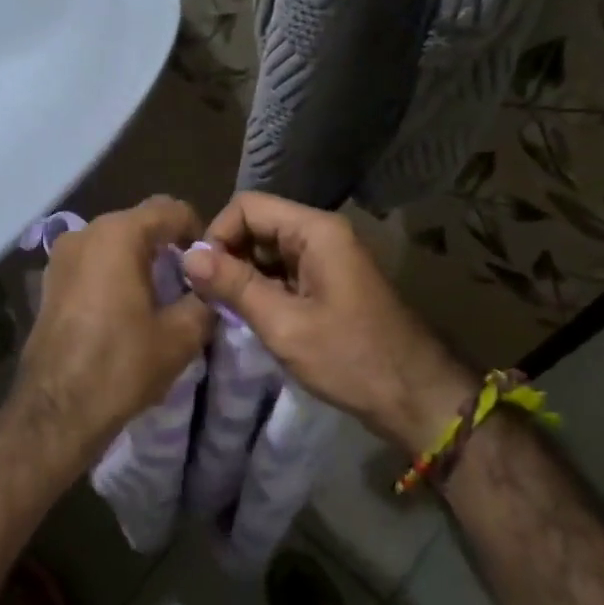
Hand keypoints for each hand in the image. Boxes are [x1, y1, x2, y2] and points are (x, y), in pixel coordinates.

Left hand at [14, 196, 213, 464]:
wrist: (56, 410)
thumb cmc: (121, 365)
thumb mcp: (181, 335)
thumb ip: (204, 300)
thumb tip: (210, 290)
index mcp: (119, 234)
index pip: (171, 209)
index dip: (198, 231)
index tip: (211, 264)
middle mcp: (85, 233)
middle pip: (140, 223)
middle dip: (168, 246)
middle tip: (191, 282)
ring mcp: (61, 256)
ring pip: (114, 243)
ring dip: (140, 260)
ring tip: (160, 298)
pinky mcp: (49, 282)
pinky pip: (92, 264)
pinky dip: (114, 274)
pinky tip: (126, 310)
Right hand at [180, 193, 475, 452]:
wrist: (415, 397)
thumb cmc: (350, 358)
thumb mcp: (284, 324)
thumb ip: (234, 285)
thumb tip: (188, 256)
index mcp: (315, 230)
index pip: (247, 206)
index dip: (218, 234)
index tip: (202, 276)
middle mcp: (322, 234)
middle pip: (258, 225)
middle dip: (229, 256)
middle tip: (208, 298)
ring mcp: (328, 259)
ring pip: (269, 251)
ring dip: (244, 275)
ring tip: (225, 310)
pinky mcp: (330, 283)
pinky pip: (285, 272)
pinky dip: (263, 289)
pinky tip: (251, 317)